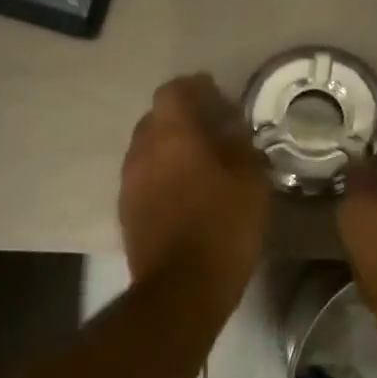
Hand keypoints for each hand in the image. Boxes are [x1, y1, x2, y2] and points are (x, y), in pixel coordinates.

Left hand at [120, 74, 269, 294]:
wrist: (181, 289)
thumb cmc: (223, 228)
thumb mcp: (250, 182)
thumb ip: (241, 146)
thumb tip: (232, 129)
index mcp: (172, 135)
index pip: (173, 91)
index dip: (195, 88)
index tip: (217, 95)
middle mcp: (142, 151)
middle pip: (157, 118)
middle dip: (184, 117)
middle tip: (214, 129)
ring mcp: (129, 182)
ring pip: (148, 148)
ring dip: (172, 146)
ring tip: (202, 161)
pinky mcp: (126, 210)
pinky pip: (144, 176)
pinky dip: (163, 173)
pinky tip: (187, 190)